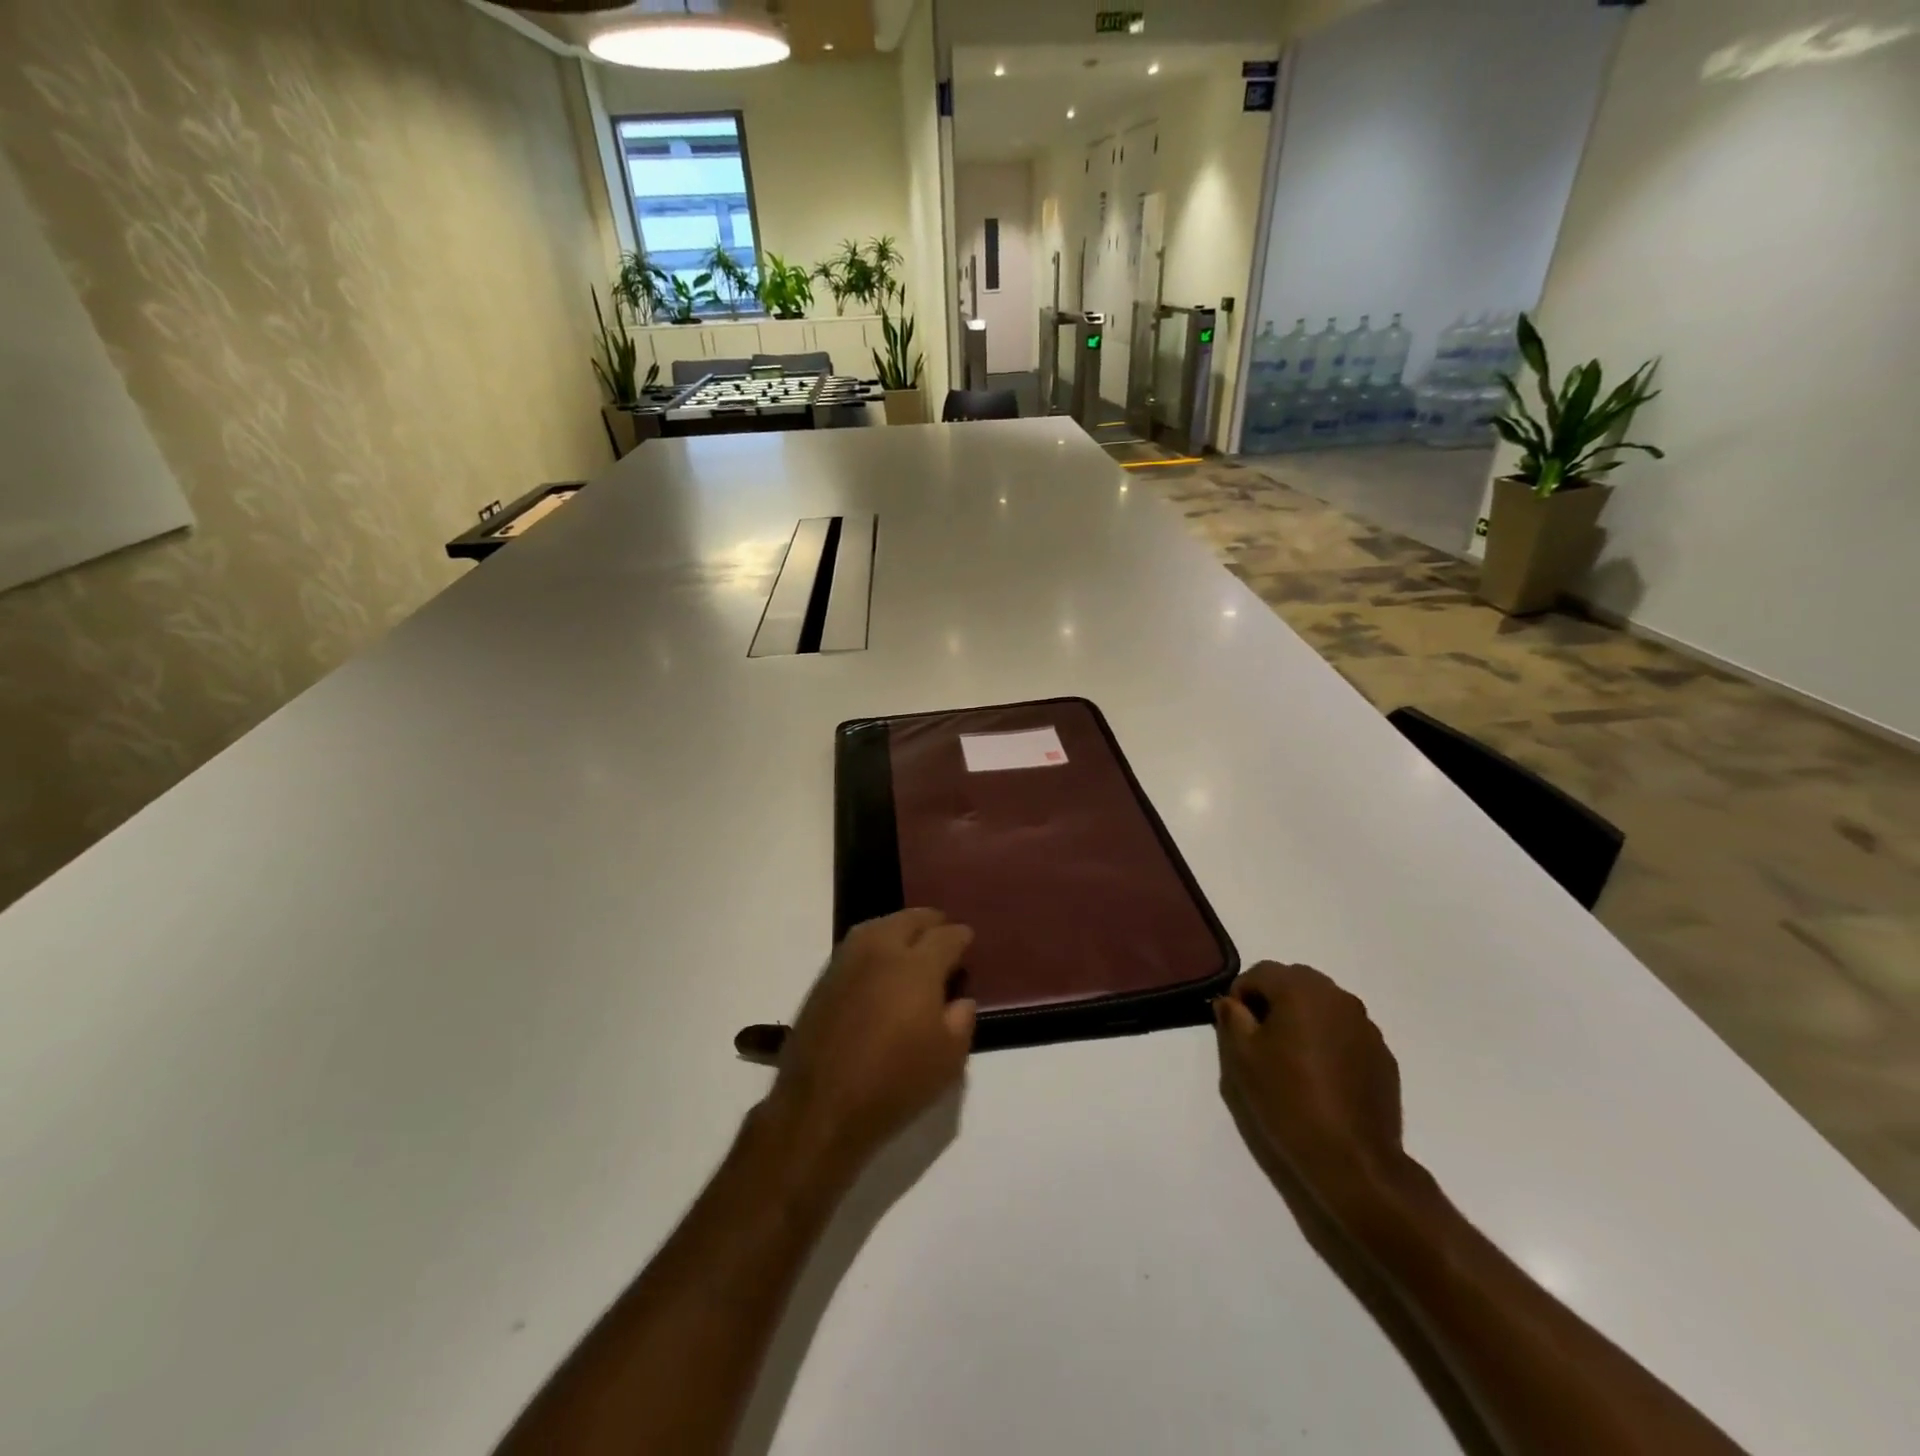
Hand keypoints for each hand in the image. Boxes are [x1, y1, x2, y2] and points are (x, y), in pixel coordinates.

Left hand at [765, 909, 976, 1175]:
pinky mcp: (824, 978)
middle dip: (930, 923)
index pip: (946, 936)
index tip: (968, 940)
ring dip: (899, 927)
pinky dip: (875, 943)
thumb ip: (961, 1021)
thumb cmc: (893, 1085)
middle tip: (942, 933)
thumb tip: (959, 999)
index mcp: (916, 966)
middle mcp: (881, 950)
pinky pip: (858, 945)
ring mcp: (847, 960)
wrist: (819, 1108)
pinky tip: (882, 963)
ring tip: (912, 942)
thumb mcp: (947, 1061)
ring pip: (879, 925)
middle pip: (909, 919)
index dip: (961, 937)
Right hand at [1215, 963, 1409, 1215]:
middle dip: (1273, 1001)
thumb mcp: (1242, 1058)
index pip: (1261, 972)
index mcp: (1301, 990)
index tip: (1235, 1026)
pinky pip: (1345, 1032)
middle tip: (1259, 1039)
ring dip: (1302, 1019)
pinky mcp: (1382, 1055)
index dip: (1241, 994)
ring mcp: (1365, 1026)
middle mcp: (1338, 997)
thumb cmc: (1288, 1100)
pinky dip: (1328, 1041)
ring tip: (1291, 1058)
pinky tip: (1321, 1076)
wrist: (1353, 1160)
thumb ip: (1232, 1018)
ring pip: (1322, 1006)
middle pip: (1295, 982)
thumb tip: (1231, 1002)